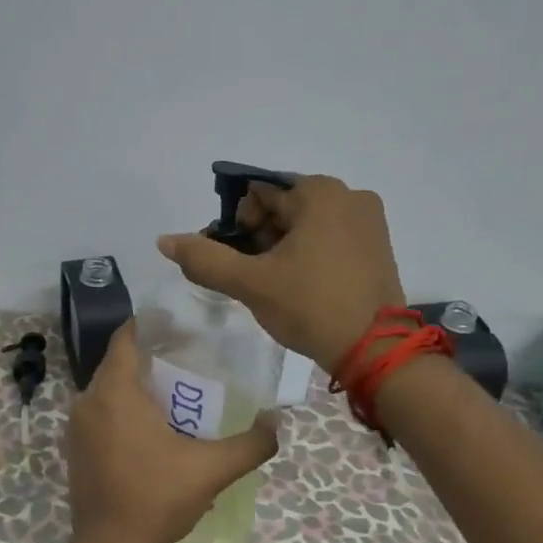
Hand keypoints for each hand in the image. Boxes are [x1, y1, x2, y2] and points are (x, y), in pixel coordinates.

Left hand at [64, 322, 278, 542]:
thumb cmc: (156, 499)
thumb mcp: (211, 470)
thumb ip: (250, 444)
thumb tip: (276, 421)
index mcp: (114, 393)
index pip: (125, 338)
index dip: (150, 325)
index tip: (180, 326)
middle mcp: (88, 400)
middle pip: (119, 362)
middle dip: (151, 356)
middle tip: (189, 358)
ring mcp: (77, 426)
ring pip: (109, 388)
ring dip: (137, 384)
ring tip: (176, 391)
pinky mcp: (75, 447)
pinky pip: (101, 411)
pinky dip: (123, 408)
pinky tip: (152, 426)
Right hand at [156, 175, 405, 370]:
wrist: (375, 351)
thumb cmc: (311, 306)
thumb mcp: (251, 282)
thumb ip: (205, 258)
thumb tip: (164, 240)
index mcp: (320, 192)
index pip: (258, 194)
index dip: (238, 226)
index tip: (238, 261)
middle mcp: (350, 196)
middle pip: (283, 208)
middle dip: (260, 239)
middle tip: (255, 278)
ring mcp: (369, 221)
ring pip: (306, 225)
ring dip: (282, 249)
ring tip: (277, 287)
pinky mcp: (378, 247)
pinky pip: (330, 239)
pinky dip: (309, 255)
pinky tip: (302, 287)